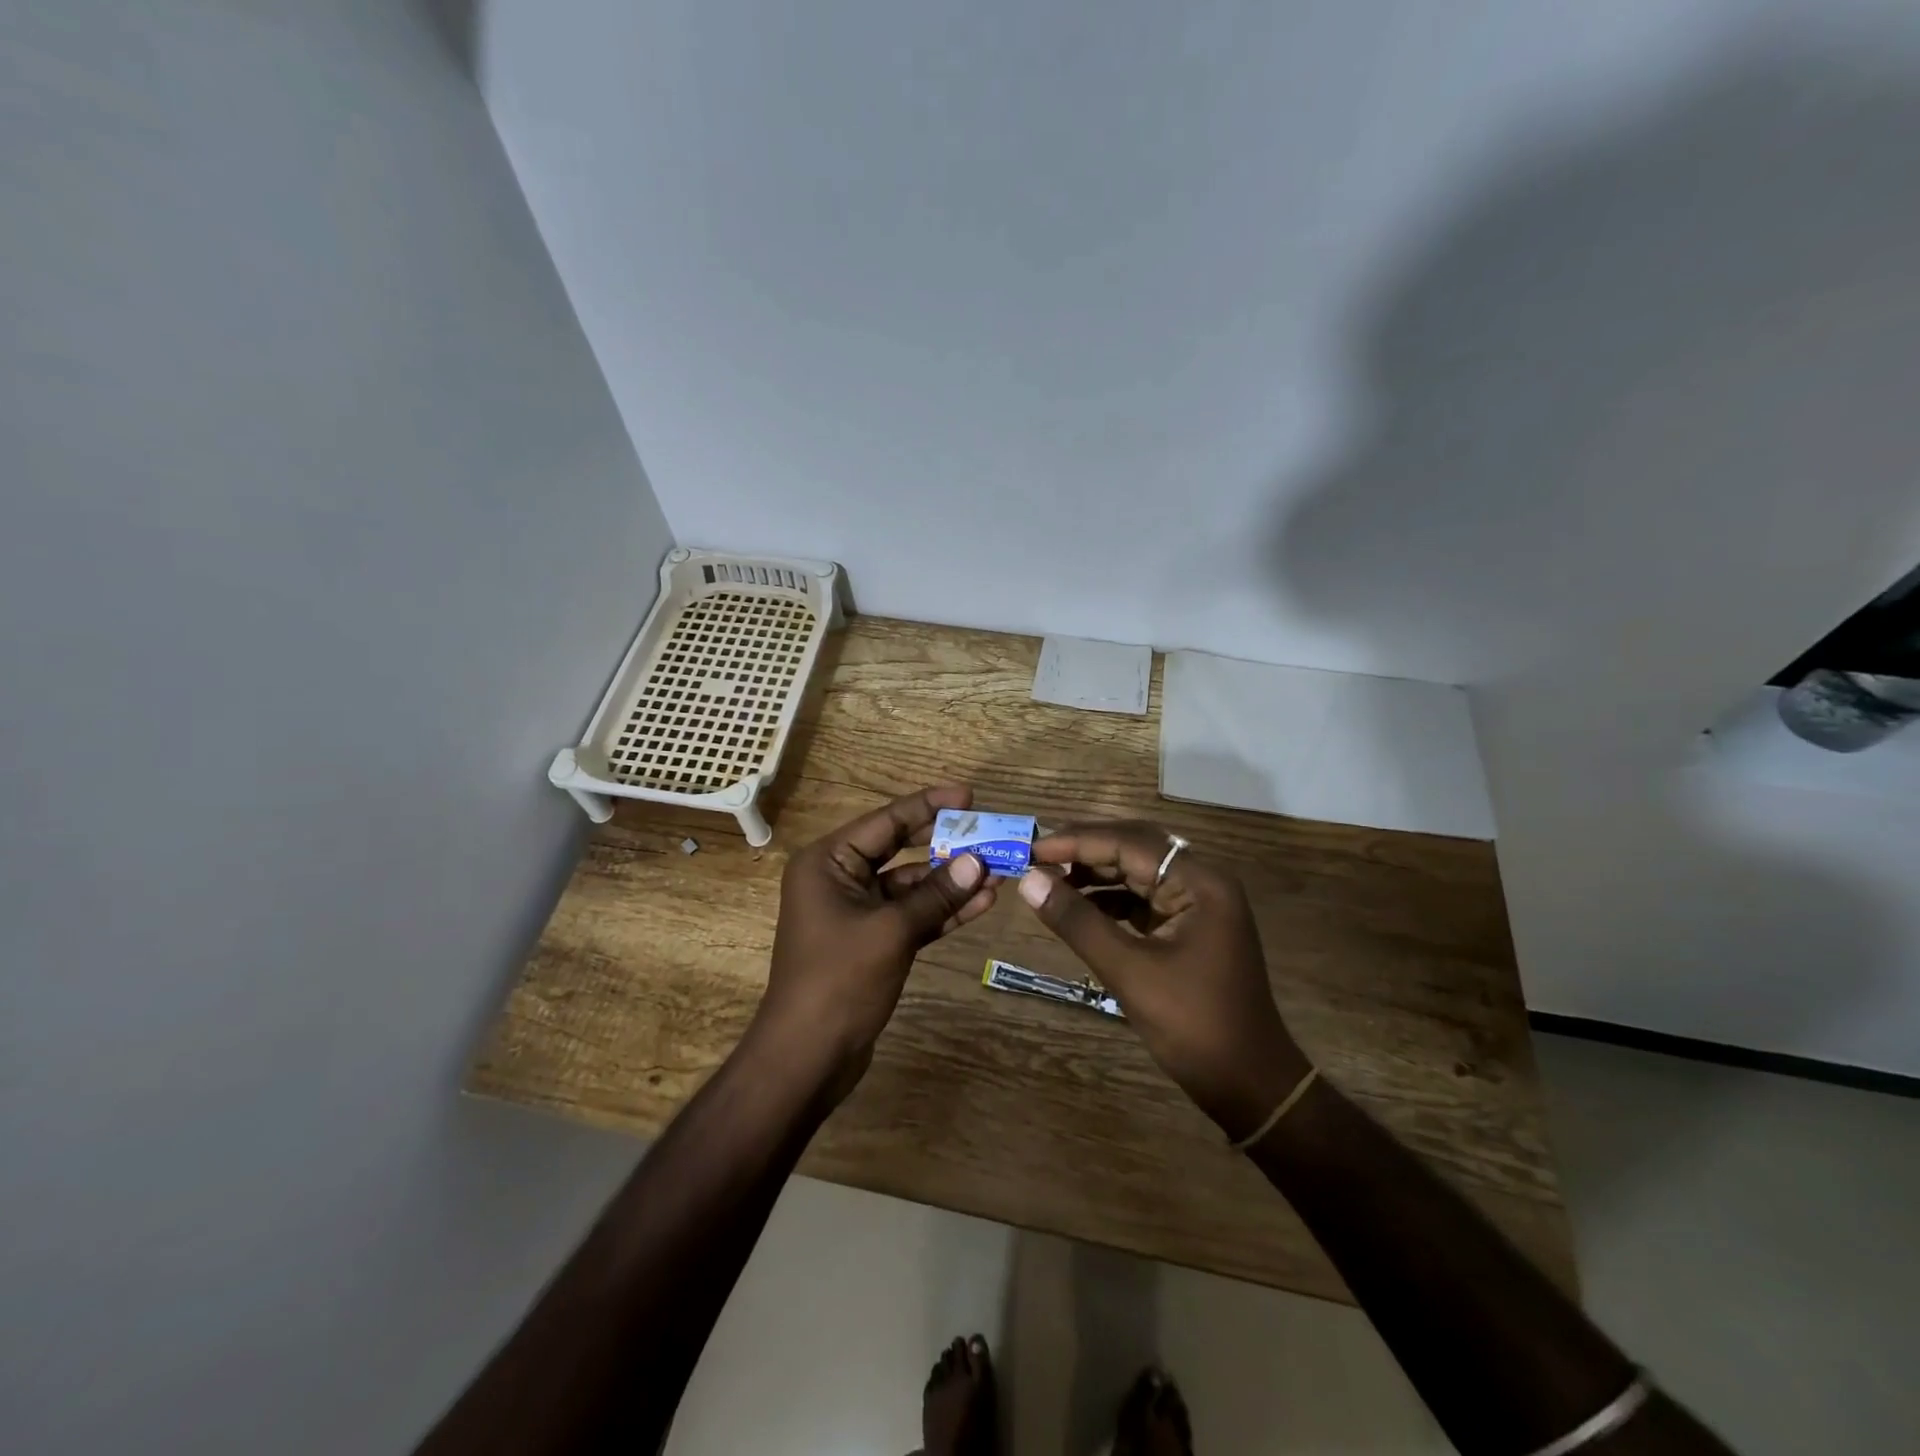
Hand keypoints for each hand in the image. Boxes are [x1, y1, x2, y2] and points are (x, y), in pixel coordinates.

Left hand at [759, 785, 997, 1090]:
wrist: (808, 1056)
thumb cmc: (839, 980)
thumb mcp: (891, 931)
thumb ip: (936, 895)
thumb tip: (978, 862)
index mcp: (828, 862)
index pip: (885, 821)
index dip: (928, 806)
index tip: (969, 795)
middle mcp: (839, 878)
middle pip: (900, 849)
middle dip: (946, 844)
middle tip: (990, 832)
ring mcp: (857, 911)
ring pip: (911, 885)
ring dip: (951, 881)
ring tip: (999, 870)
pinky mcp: (872, 941)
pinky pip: (911, 915)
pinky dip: (942, 911)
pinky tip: (982, 903)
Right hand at [1015, 821, 1310, 1139]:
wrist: (1248, 1083)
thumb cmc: (1193, 1025)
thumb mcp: (1129, 971)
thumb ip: (1078, 922)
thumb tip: (1029, 881)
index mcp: (1199, 882)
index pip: (1129, 843)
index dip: (1077, 842)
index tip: (1031, 851)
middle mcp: (1201, 881)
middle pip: (1135, 847)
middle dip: (1085, 849)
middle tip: (1037, 857)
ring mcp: (1197, 903)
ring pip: (1137, 871)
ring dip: (1094, 872)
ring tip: (1049, 880)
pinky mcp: (1187, 926)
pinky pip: (1142, 897)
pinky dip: (1109, 898)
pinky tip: (1078, 905)